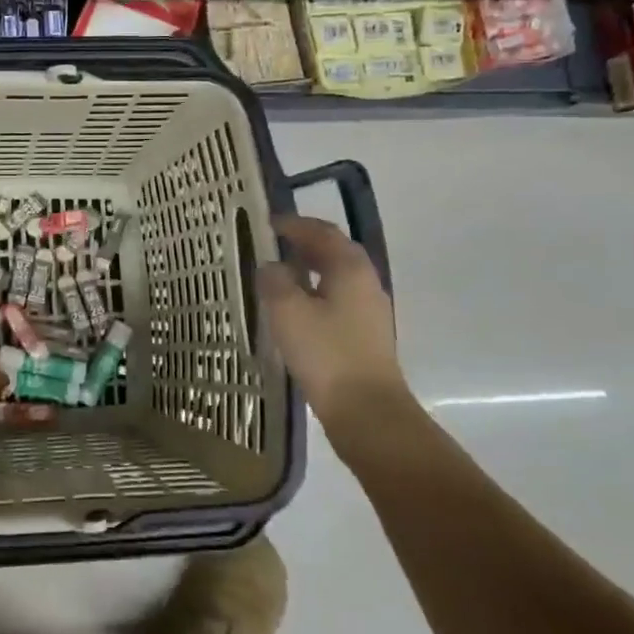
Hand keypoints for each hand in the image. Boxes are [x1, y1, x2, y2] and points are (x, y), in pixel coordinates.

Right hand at [258, 216, 418, 455]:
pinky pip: (336, 299)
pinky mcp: (364, 334)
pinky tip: (292, 310)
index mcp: (349, 267)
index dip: (293, 224)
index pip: (321, 231)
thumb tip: (270, 265)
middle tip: (268, 246)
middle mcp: (364, 281)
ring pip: (334, 276)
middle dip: (301, 244)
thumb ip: (274, 280)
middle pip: (332, 251)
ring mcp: (368, 309)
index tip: (265, 223)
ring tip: (274, 277)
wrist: (366, 411)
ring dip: (306, 270)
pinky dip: (313, 293)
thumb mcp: (287, 310)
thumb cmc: (325, 353)